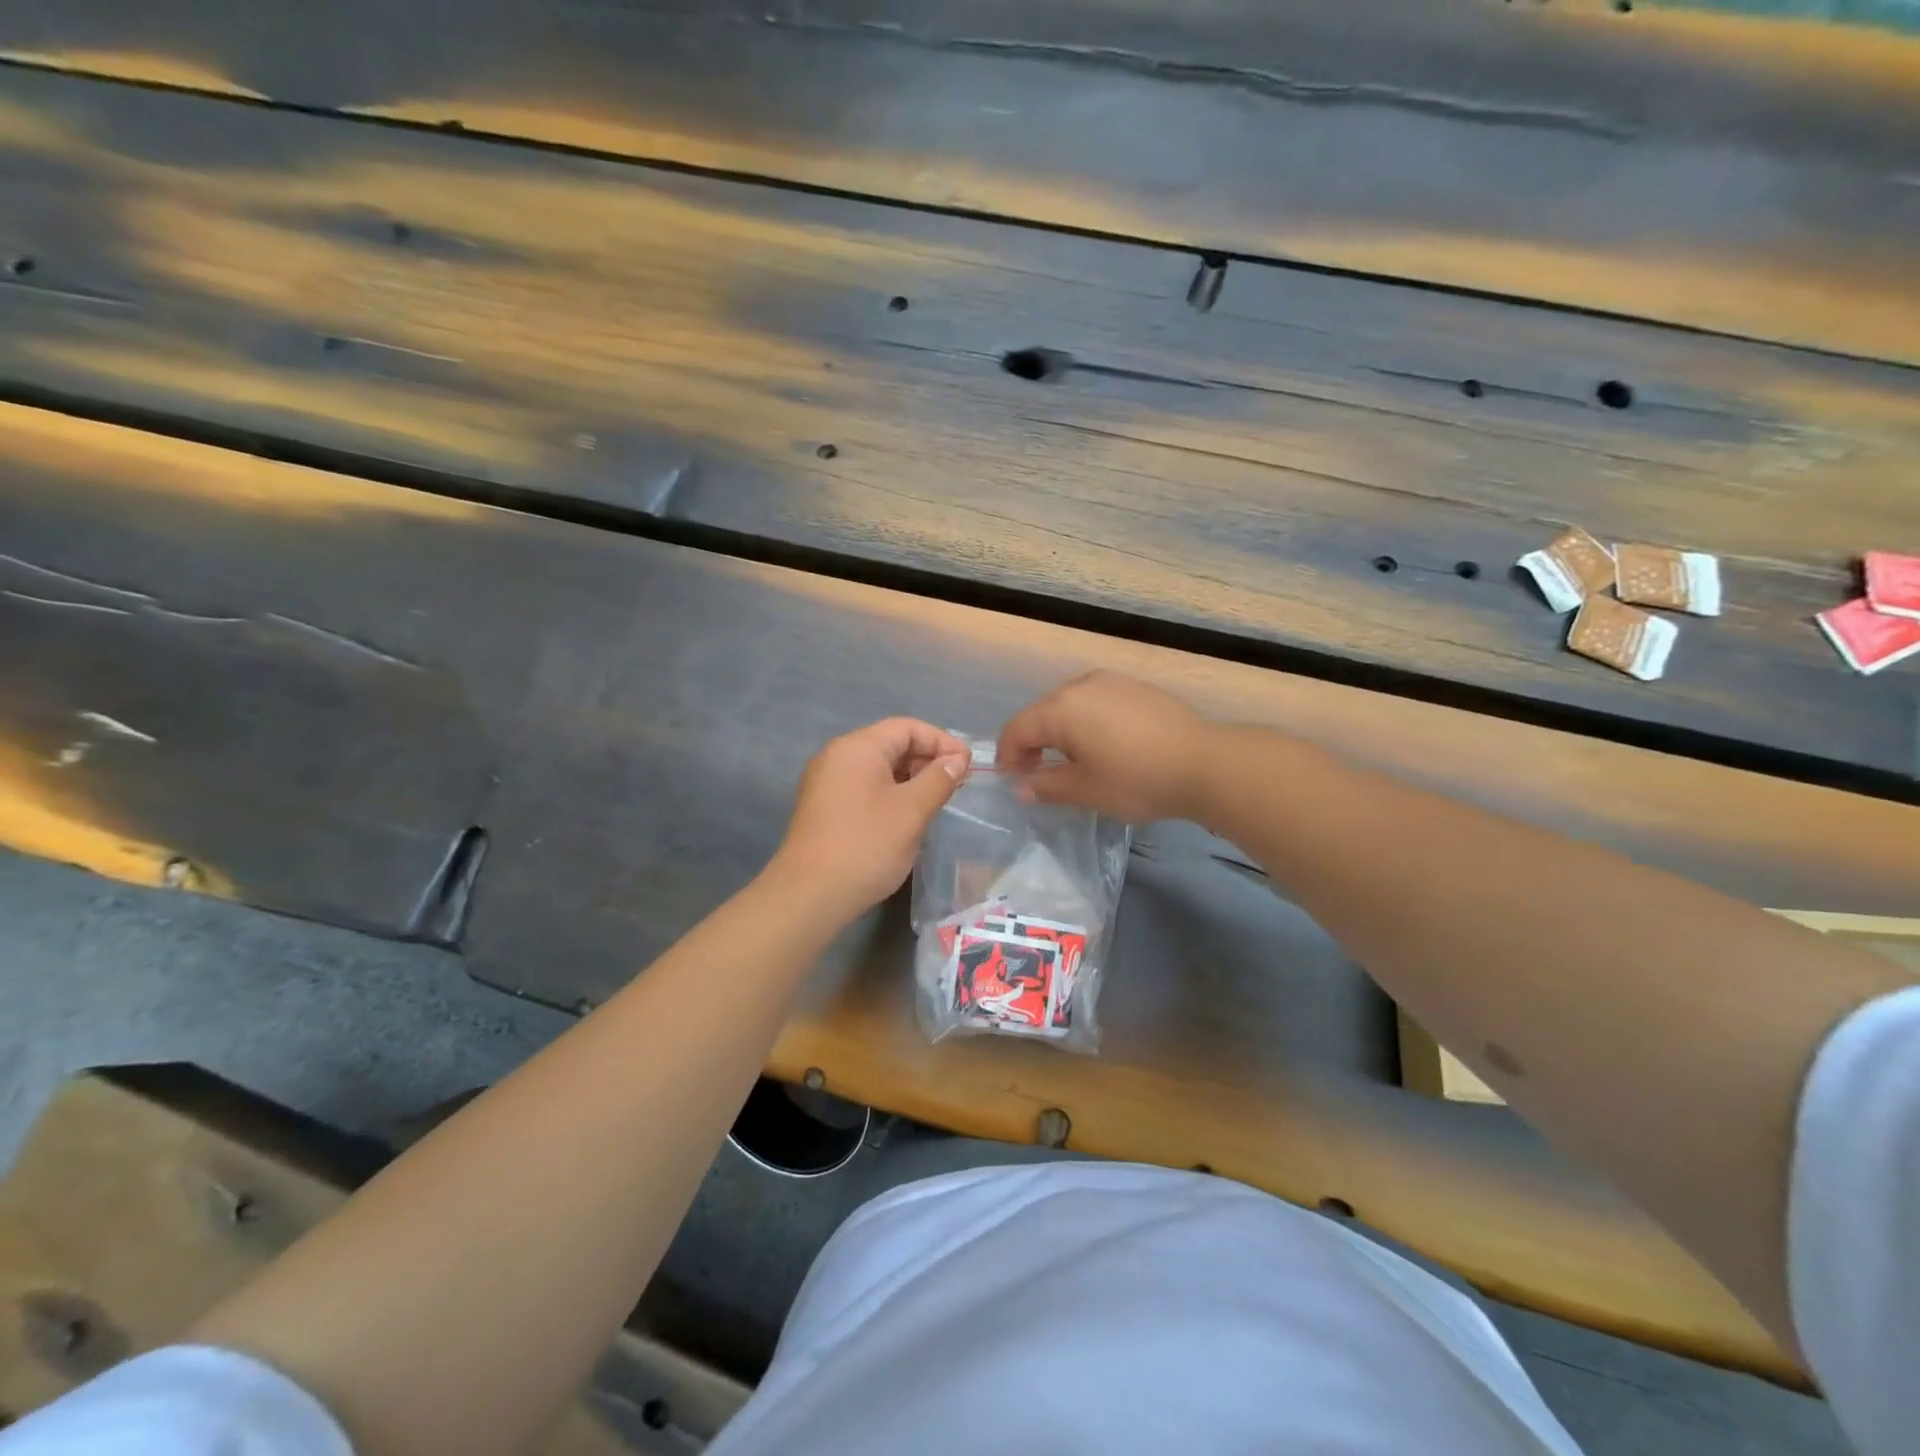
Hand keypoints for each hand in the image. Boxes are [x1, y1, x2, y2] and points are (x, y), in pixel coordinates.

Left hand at [772, 718, 971, 918]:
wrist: (810, 895)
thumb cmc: (867, 845)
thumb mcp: (912, 811)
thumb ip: (938, 779)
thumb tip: (956, 760)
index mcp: (857, 747)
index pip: (907, 728)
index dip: (942, 741)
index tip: (968, 765)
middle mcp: (837, 756)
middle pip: (890, 744)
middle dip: (927, 759)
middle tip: (956, 783)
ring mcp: (826, 782)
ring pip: (877, 768)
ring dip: (910, 778)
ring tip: (937, 800)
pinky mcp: (823, 807)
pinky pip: (863, 787)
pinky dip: (890, 793)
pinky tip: (907, 816)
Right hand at [996, 671, 1213, 822]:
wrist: (1205, 762)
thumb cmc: (1136, 779)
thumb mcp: (1085, 790)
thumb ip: (1045, 786)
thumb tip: (1021, 786)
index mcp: (1060, 708)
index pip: (1017, 729)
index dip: (1008, 756)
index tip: (1013, 782)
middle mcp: (1080, 686)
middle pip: (1041, 713)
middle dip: (1032, 743)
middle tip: (1038, 775)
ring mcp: (1110, 682)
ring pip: (1069, 705)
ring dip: (1060, 732)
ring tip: (1072, 762)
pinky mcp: (1134, 687)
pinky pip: (1096, 702)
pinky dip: (1086, 722)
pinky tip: (1104, 746)